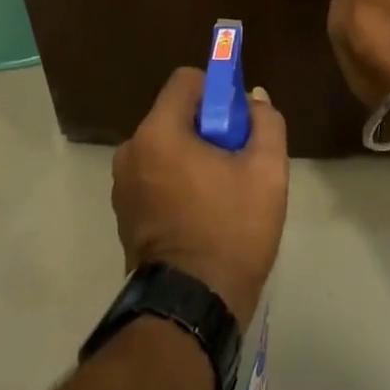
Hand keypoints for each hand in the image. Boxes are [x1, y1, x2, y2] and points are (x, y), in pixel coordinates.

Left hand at [111, 67, 288, 330]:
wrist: (192, 308)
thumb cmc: (231, 230)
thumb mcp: (267, 170)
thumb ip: (265, 122)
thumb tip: (254, 99)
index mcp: (158, 133)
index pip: (186, 80)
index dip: (218, 90)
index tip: (238, 121)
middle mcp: (131, 151)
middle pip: (176, 115)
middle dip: (208, 128)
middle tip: (237, 161)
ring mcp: (122, 186)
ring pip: (167, 148)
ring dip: (193, 157)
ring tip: (223, 193)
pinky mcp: (124, 215)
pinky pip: (156, 177)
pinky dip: (178, 183)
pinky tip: (203, 214)